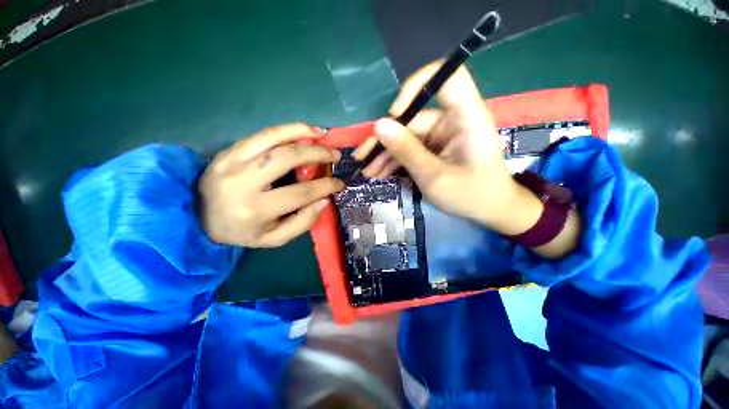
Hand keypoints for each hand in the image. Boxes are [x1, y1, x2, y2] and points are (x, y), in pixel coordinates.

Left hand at [198, 123, 343, 247]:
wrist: (198, 218)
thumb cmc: (241, 231)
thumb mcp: (274, 238)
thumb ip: (303, 222)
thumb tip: (324, 200)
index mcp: (255, 210)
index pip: (300, 193)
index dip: (325, 186)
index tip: (340, 183)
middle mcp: (243, 182)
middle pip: (287, 158)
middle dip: (318, 154)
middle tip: (336, 155)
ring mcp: (232, 161)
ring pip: (274, 138)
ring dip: (304, 133)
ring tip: (324, 135)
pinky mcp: (229, 150)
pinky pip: (262, 134)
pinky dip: (287, 129)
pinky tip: (304, 130)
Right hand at [354, 61, 541, 234]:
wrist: (489, 211)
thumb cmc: (470, 195)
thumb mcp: (434, 177)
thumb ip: (407, 151)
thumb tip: (379, 126)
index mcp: (466, 118)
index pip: (446, 78)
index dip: (417, 86)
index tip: (395, 114)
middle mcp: (453, 120)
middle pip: (413, 118)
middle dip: (386, 140)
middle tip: (363, 158)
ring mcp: (443, 135)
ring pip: (408, 136)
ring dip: (386, 154)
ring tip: (368, 171)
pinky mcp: (436, 148)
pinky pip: (412, 149)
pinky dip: (396, 160)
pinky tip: (380, 172)